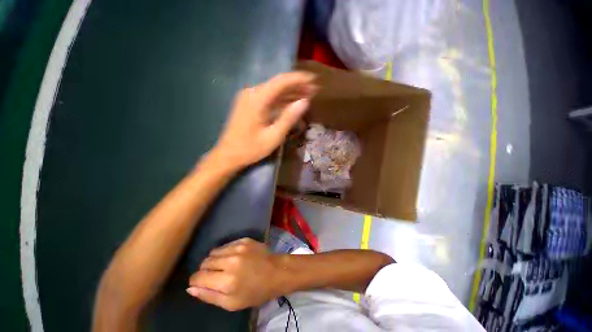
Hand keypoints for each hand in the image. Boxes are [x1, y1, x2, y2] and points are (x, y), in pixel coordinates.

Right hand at [186, 238, 285, 310]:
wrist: (276, 271)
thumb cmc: (256, 292)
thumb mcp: (232, 303)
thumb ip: (209, 296)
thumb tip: (190, 287)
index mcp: (226, 281)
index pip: (198, 276)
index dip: (195, 281)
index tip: (200, 283)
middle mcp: (230, 261)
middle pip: (205, 262)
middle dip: (205, 270)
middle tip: (215, 276)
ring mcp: (238, 248)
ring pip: (214, 251)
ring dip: (215, 259)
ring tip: (224, 266)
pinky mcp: (244, 240)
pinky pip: (226, 245)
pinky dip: (225, 252)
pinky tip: (233, 258)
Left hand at [212, 72, 316, 169]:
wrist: (228, 155)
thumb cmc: (251, 148)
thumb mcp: (273, 136)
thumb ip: (289, 118)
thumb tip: (305, 102)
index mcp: (258, 99)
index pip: (281, 81)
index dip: (299, 79)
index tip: (314, 80)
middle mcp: (252, 93)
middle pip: (278, 84)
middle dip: (297, 86)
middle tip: (313, 90)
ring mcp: (249, 98)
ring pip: (273, 91)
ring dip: (290, 93)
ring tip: (306, 96)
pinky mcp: (249, 104)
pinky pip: (268, 98)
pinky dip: (281, 100)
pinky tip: (291, 103)